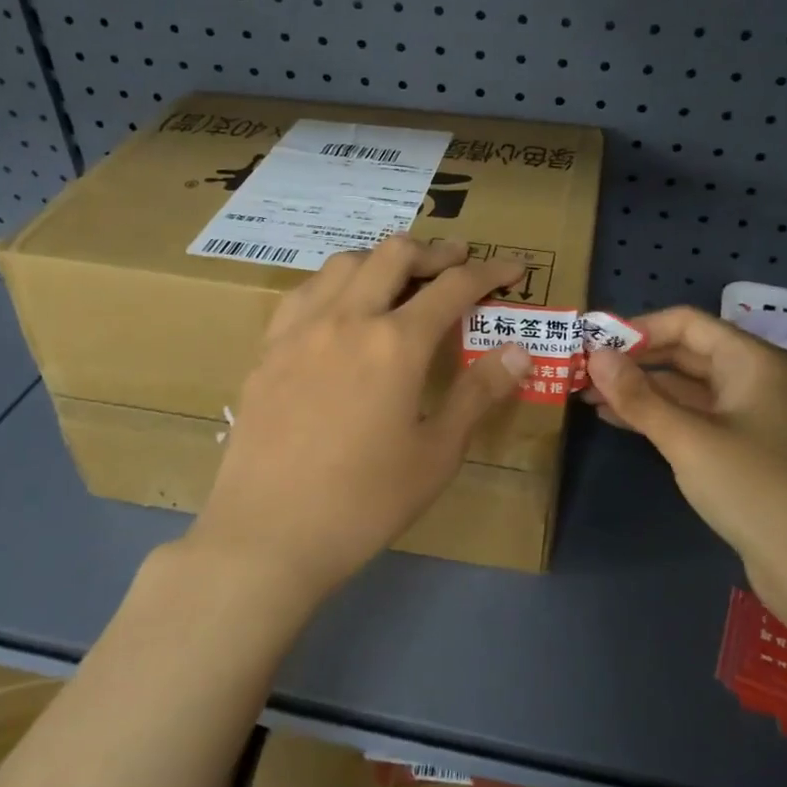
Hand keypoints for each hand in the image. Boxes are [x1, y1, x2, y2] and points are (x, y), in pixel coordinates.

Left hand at [190, 235, 529, 605]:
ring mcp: (301, 328)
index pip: (454, 287)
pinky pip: (306, 291)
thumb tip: (519, 351)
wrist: (267, 535)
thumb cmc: (364, 502)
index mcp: (396, 344)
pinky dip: (337, 283)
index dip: (490, 272)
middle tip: (458, 263)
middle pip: (395, 254)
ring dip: (382, 259)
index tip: (513, 268)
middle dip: (435, 251)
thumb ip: (478, 394)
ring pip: (345, 262)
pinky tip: (341, 308)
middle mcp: (347, 318)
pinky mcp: (268, 348)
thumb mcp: (436, 454)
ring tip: (400, 278)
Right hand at [584, 306, 786, 586]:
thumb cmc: (754, 489)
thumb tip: (595, 356)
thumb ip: (639, 396)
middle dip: (634, 361)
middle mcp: (753, 378)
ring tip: (588, 395)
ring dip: (641, 390)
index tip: (592, 343)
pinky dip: (659, 416)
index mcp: (751, 360)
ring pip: (686, 388)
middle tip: (583, 371)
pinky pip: (694, 417)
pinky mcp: (743, 449)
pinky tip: (619, 420)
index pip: (686, 324)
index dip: (637, 329)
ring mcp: (750, 415)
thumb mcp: (688, 439)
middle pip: (685, 353)